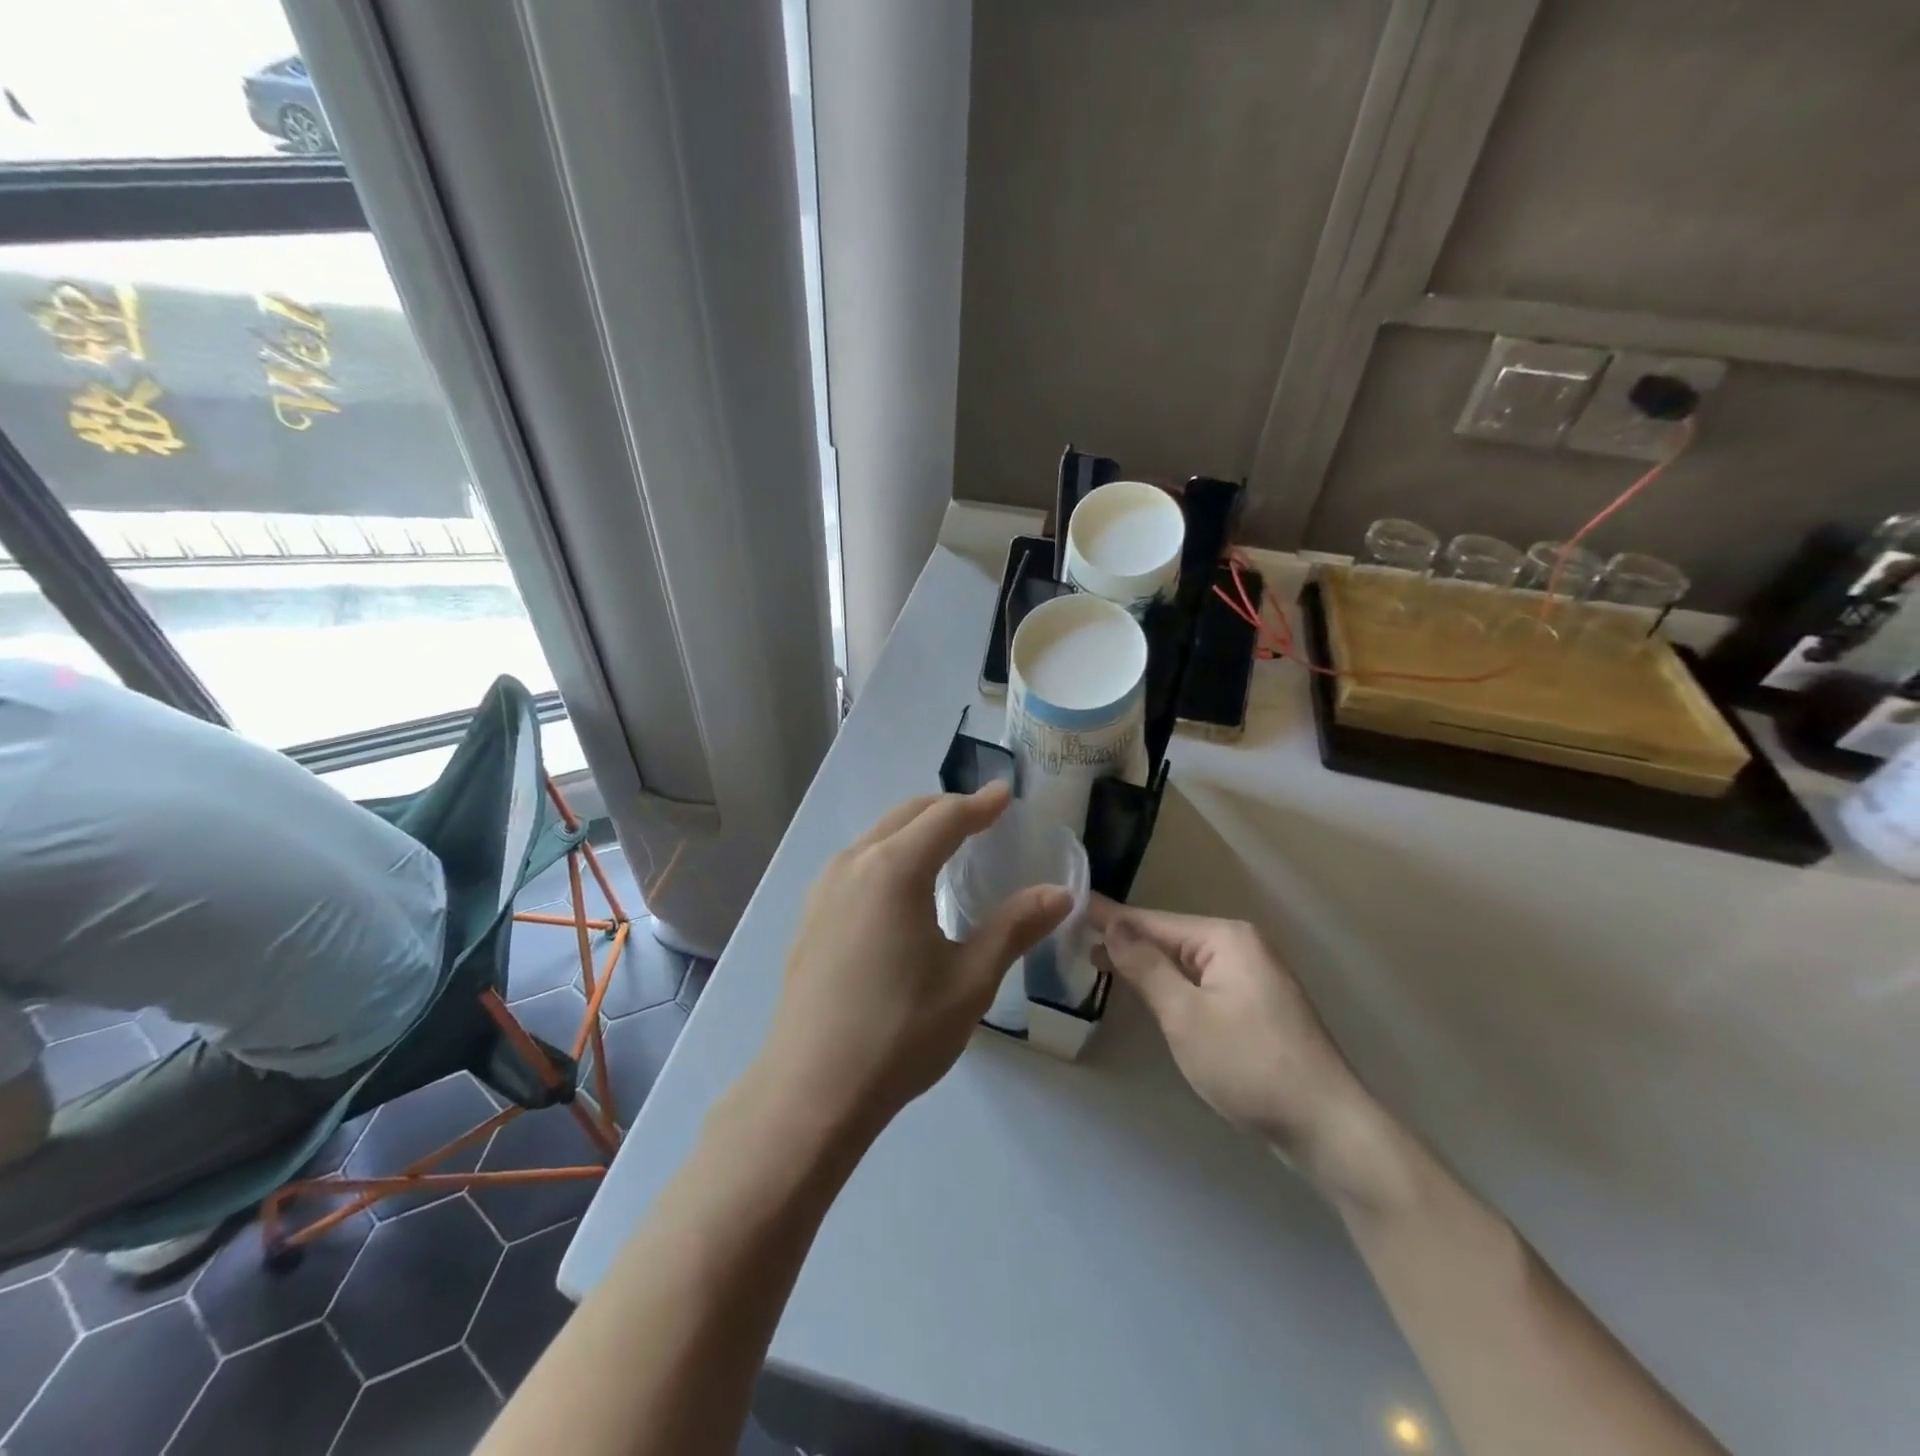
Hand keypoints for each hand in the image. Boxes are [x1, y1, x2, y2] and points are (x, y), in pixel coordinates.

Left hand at [759, 784, 1072, 1135]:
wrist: (811, 1091)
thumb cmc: (900, 1032)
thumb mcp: (970, 980)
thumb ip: (1015, 927)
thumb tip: (1060, 894)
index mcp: (894, 869)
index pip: (945, 817)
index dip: (980, 805)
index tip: (1006, 795)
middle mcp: (854, 864)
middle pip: (907, 815)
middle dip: (947, 809)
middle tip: (983, 817)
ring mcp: (824, 889)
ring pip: (877, 837)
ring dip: (914, 829)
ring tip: (947, 846)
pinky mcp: (810, 916)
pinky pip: (857, 863)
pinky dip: (889, 854)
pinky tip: (902, 888)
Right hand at [1091, 900, 1398, 1202]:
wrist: (1327, 1127)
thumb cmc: (1249, 1064)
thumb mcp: (1185, 1015)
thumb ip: (1145, 967)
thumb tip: (1113, 923)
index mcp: (1226, 938)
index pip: (1153, 921)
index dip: (1110, 917)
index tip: (1070, 905)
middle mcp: (1242, 946)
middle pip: (1170, 938)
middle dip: (1126, 941)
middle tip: (1073, 939)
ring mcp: (1253, 975)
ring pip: (1185, 962)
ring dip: (1146, 964)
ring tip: (1097, 960)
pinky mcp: (1256, 1005)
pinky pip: (1202, 982)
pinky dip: (1171, 984)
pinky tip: (1147, 989)